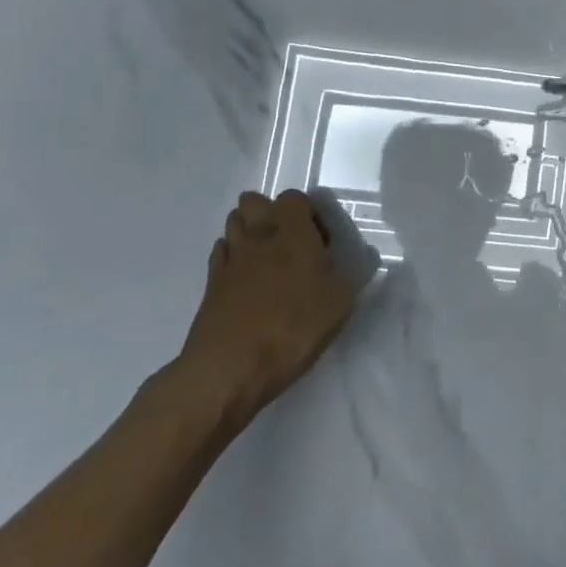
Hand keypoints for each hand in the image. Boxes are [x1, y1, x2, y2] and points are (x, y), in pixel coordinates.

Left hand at [171, 189, 358, 436]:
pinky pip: (221, 254)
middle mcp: (258, 236)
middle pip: (253, 202)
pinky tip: (244, 281)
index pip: (294, 198)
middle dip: (269, 213)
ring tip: (266, 261)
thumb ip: (347, 276)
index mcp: (293, 233)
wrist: (229, 368)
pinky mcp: (210, 284)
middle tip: (289, 244)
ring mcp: (230, 258)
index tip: (320, 243)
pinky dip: (232, 258)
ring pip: (233, 224)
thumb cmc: (292, 328)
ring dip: (248, 233)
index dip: (308, 213)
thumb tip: (355, 263)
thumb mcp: (339, 304)